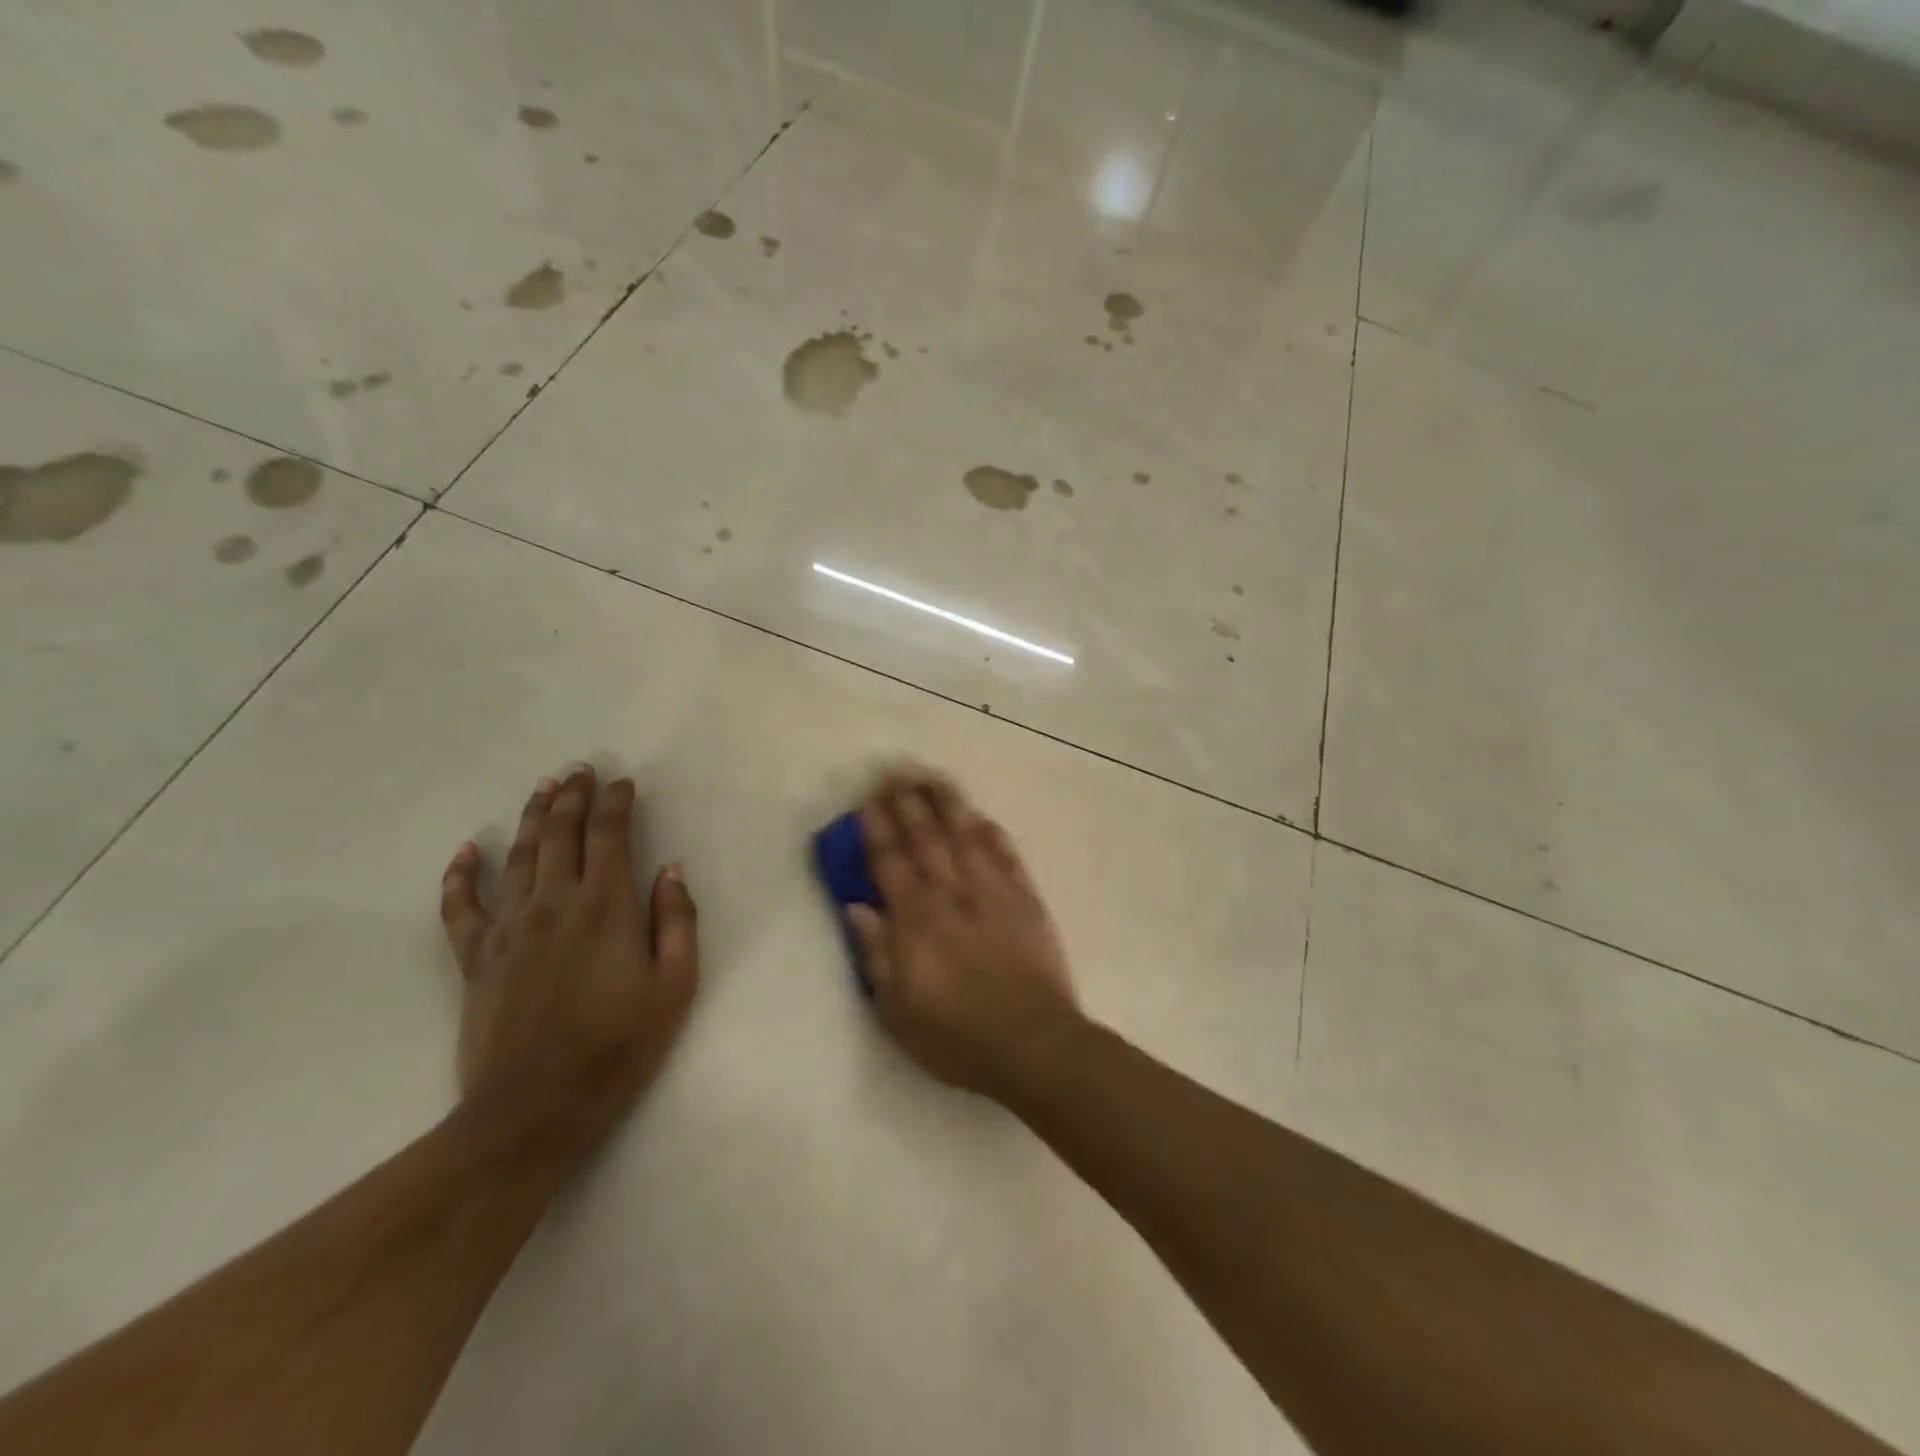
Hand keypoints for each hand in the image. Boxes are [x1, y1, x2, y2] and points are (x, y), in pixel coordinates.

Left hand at [439, 767, 699, 1134]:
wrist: (537, 1106)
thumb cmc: (620, 1044)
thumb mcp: (675, 984)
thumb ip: (676, 920)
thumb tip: (671, 870)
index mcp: (606, 906)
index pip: (610, 835)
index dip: (616, 802)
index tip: (623, 782)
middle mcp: (554, 903)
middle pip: (560, 833)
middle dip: (572, 796)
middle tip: (580, 769)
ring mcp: (509, 928)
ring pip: (518, 856)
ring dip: (531, 817)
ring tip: (543, 788)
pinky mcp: (475, 958)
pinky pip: (460, 907)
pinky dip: (461, 875)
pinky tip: (466, 851)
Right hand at [847, 770, 1083, 1100]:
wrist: (1032, 1044)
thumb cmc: (955, 1035)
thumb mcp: (897, 1009)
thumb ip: (876, 952)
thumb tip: (856, 906)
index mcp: (916, 918)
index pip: (890, 861)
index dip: (878, 828)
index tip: (869, 801)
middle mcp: (952, 893)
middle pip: (927, 837)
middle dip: (909, 802)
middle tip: (896, 773)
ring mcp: (993, 892)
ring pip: (967, 835)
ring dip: (948, 804)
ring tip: (934, 778)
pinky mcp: (1026, 900)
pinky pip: (1007, 856)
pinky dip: (992, 834)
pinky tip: (982, 817)